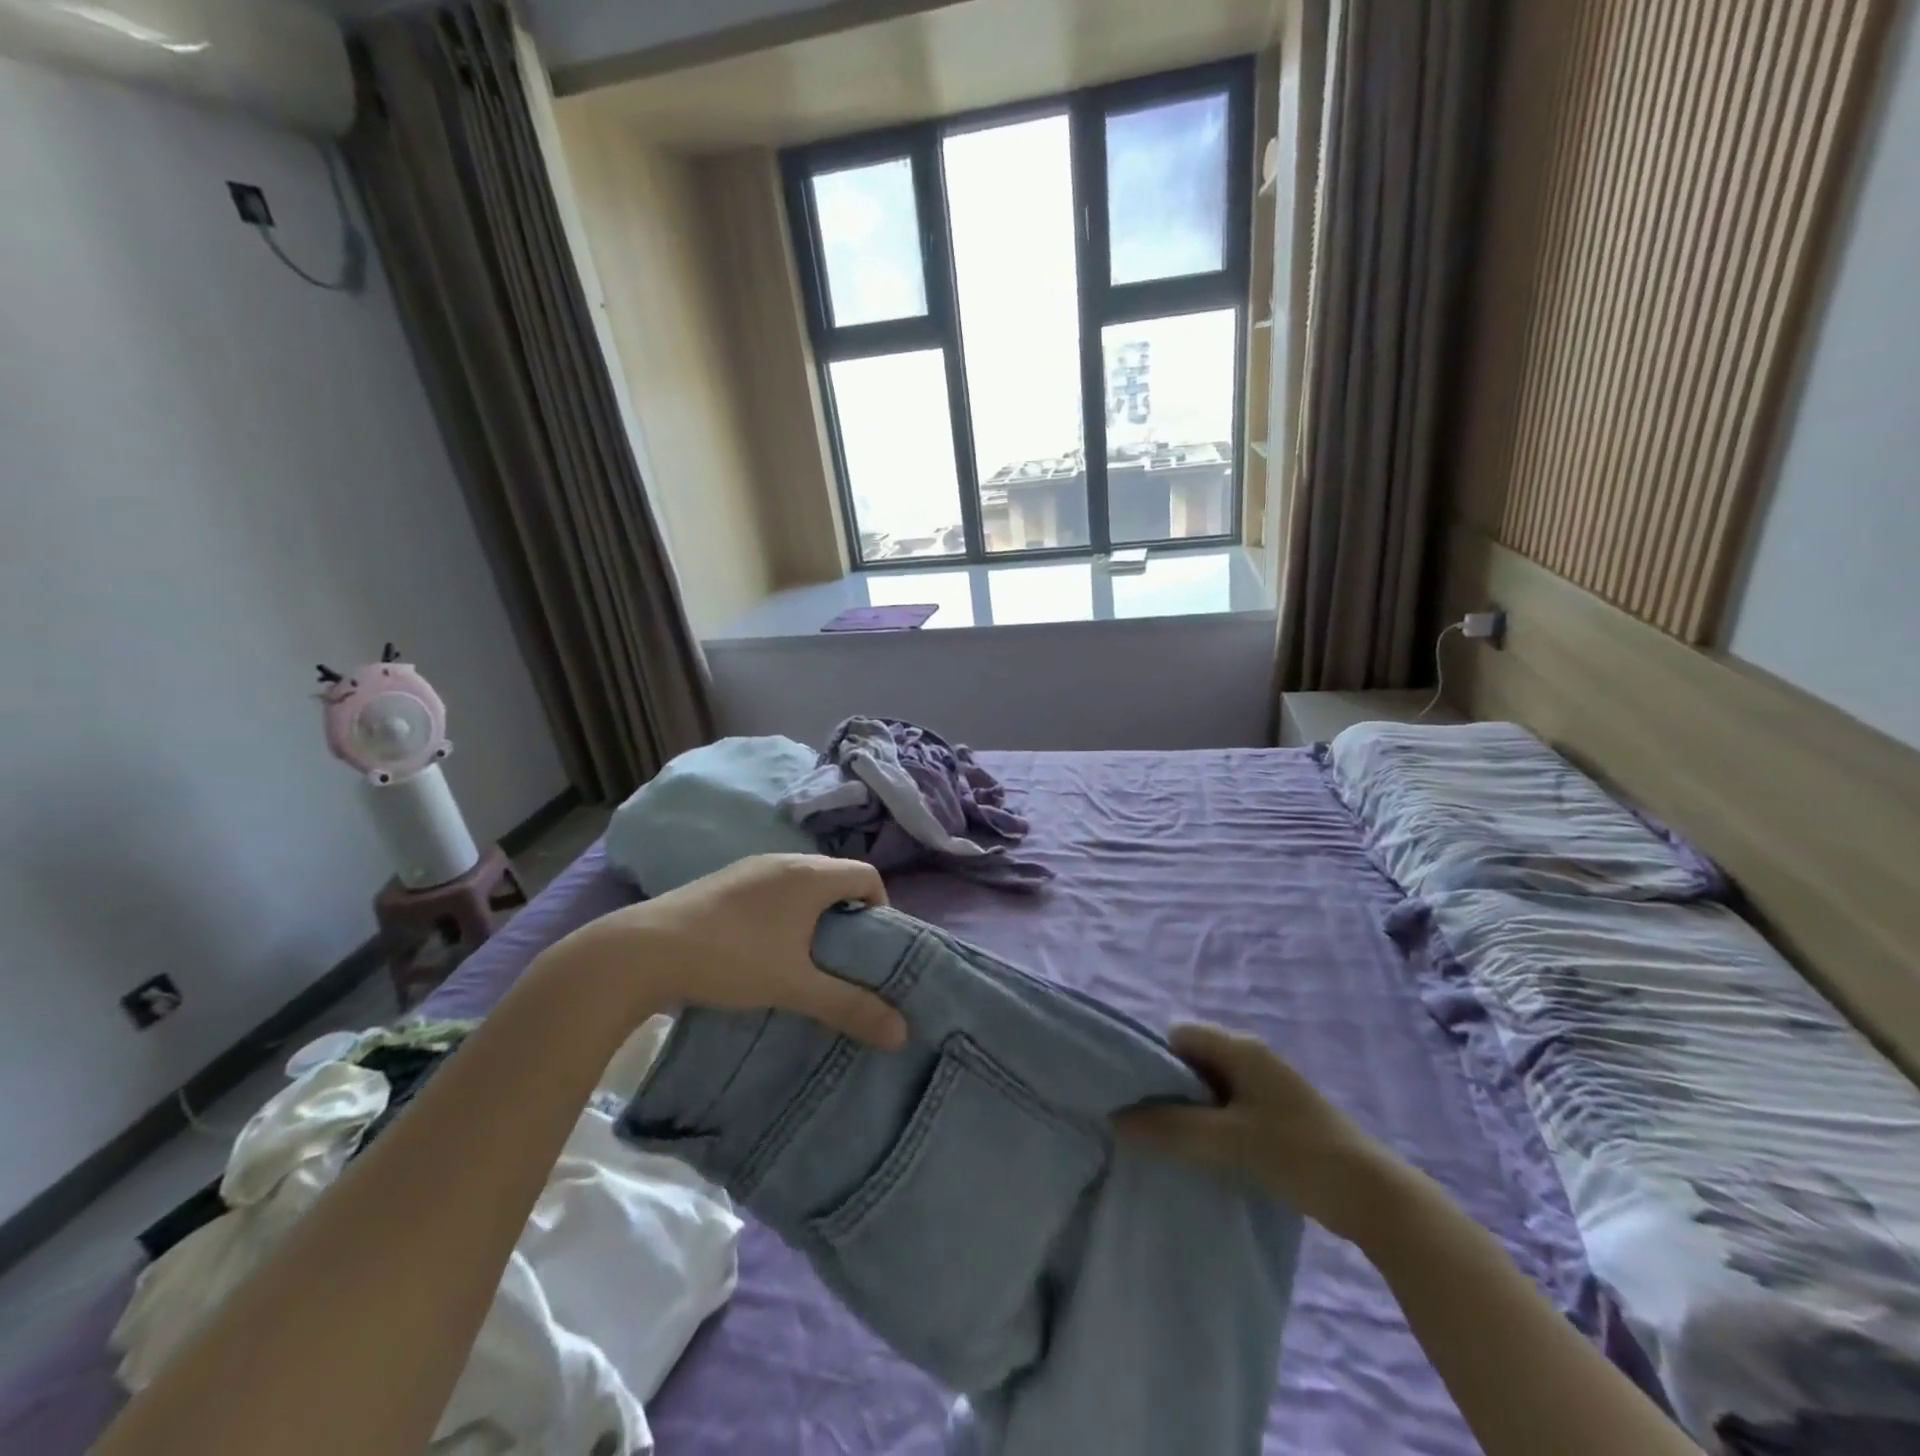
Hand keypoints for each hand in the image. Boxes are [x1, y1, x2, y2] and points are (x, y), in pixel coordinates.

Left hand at [557, 854, 907, 1049]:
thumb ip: (850, 1006)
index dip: (881, 908)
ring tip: (805, 957)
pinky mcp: (724, 881)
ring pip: (802, 883)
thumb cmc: (733, 959)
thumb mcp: (796, 986)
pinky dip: (784, 911)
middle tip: (844, 958)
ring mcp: (750, 867)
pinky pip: (772, 888)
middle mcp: (785, 860)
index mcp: (810, 875)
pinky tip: (763, 947)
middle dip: (848, 914)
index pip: (868, 875)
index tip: (872, 948)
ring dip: (814, 913)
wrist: (643, 950)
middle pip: (836, 877)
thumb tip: (902, 1033)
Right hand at [1114, 1024, 1396, 1240]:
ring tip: (1171, 1142)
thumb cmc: (1297, 1154)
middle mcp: (1251, 1056)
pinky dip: (1213, 1124)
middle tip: (1148, 1123)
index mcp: (1239, 1047)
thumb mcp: (1227, 1142)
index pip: (1178, 1036)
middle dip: (1168, 1088)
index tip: (1136, 1096)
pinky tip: (1207, 1154)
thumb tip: (1116, 1120)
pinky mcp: (1278, 1114)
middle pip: (1192, 1060)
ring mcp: (1268, 1085)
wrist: (1374, 1197)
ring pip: (1211, 1087)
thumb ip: (1170, 1129)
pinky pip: (1230, 1107)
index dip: (1153, 1061)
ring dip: (1191, 1110)